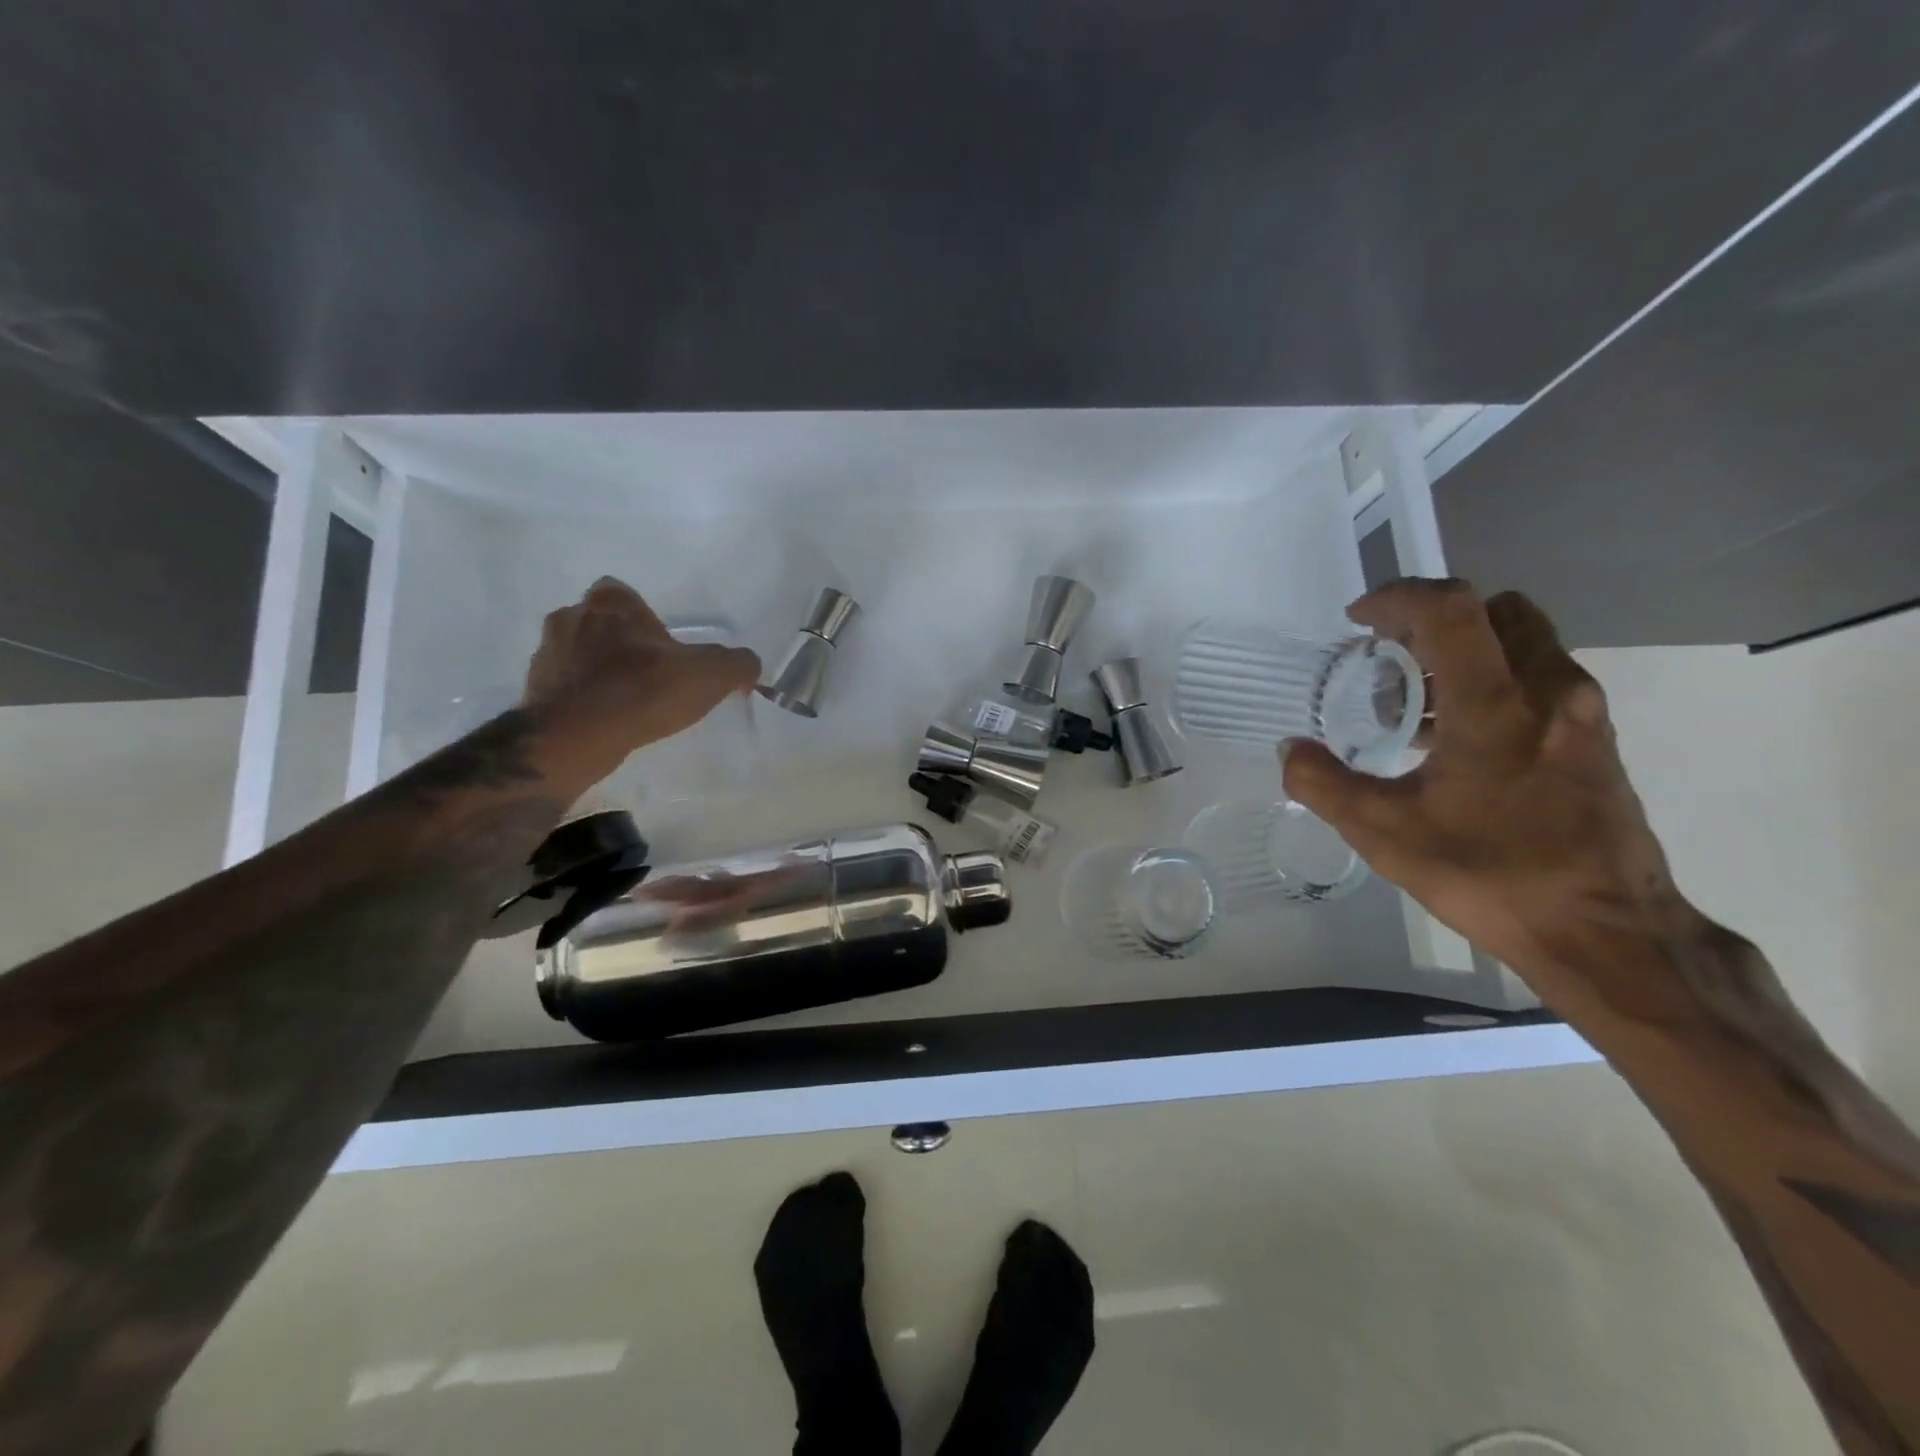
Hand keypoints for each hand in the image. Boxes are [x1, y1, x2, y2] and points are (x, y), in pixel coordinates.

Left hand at [523, 577, 760, 790]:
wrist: (578, 735)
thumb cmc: (644, 690)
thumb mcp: (712, 674)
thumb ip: (738, 663)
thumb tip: (747, 665)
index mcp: (610, 602)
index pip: (623, 593)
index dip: (641, 616)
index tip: (659, 644)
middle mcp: (571, 617)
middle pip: (599, 622)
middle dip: (619, 642)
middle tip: (647, 673)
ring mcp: (546, 653)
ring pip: (578, 654)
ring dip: (597, 670)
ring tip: (625, 701)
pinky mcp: (533, 689)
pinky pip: (564, 686)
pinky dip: (581, 698)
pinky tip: (605, 720)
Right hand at [1282, 579, 1687, 991]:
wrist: (1608, 933)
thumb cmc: (1491, 875)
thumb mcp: (1383, 833)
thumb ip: (1322, 783)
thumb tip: (1290, 749)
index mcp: (1495, 704)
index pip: (1450, 609)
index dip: (1396, 597)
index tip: (1358, 620)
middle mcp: (1550, 690)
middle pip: (1493, 610)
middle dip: (1432, 620)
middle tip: (1387, 660)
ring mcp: (1582, 713)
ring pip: (1522, 641)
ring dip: (1463, 652)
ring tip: (1415, 705)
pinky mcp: (1596, 739)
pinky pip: (1540, 677)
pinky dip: (1493, 680)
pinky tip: (1456, 739)